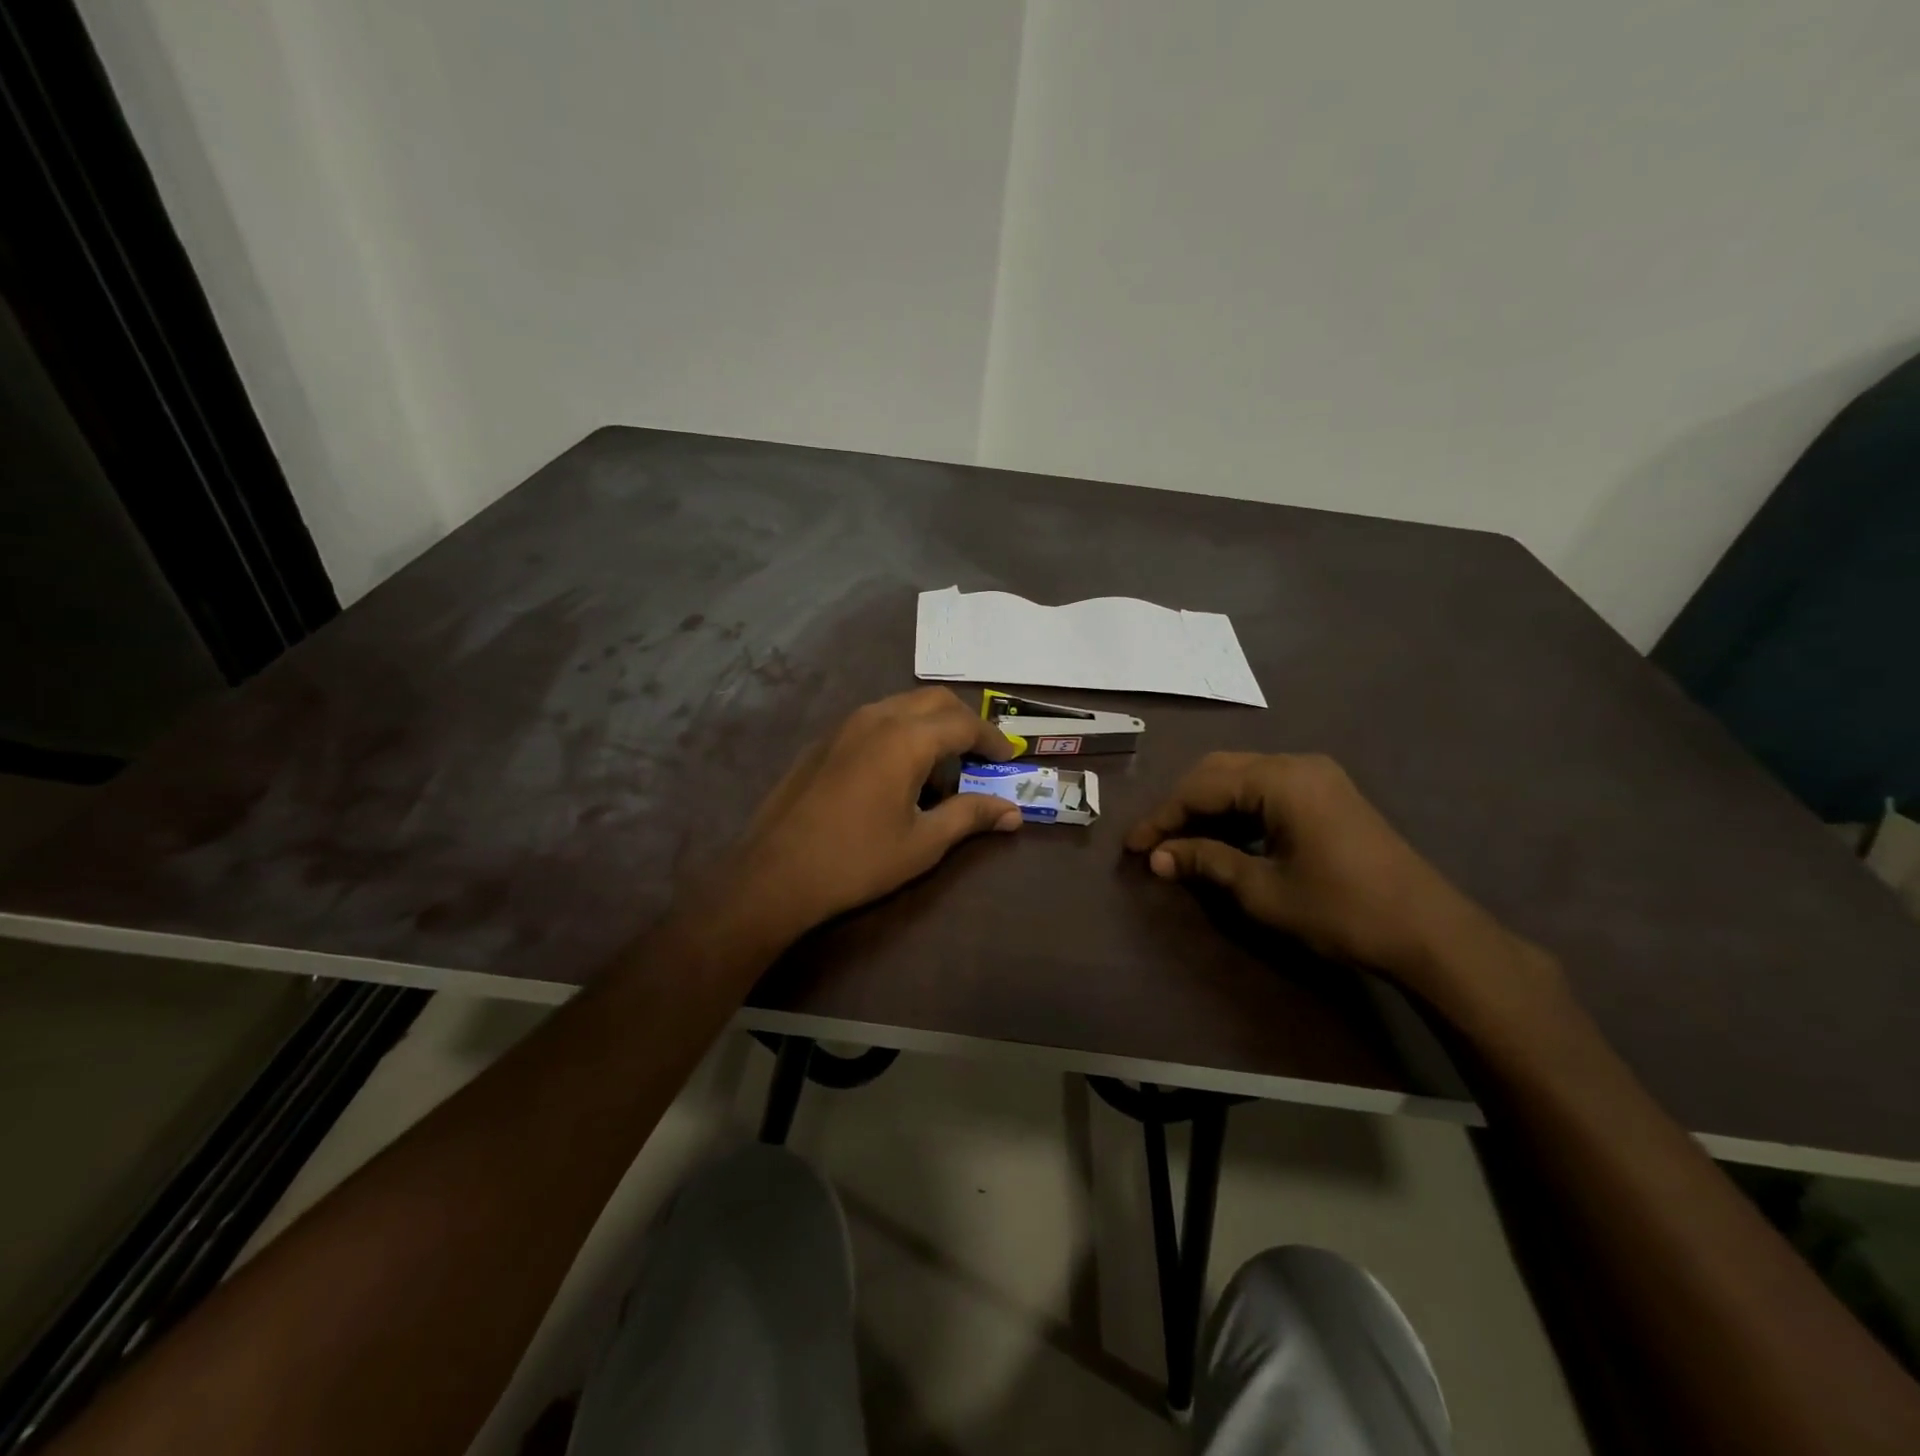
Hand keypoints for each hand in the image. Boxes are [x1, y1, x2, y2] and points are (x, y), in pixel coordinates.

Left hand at [732, 688, 1021, 942]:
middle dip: (964, 721)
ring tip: (943, 763)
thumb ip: (970, 817)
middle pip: (934, 701)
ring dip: (930, 724)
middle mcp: (876, 718)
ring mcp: (844, 726)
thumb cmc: (857, 860)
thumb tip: (1012, 812)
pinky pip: (874, 720)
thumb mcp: (923, 842)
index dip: (992, 739)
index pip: (964, 723)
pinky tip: (898, 770)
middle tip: (980, 754)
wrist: (775, 873)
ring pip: (901, 705)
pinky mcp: (823, 741)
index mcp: (906, 738)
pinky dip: (900, 731)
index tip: (1009, 758)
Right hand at [1125, 752, 1551, 999]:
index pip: (1201, 788)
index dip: (1161, 817)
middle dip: (1182, 806)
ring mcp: (1317, 776)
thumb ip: (1206, 862)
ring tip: (1182, 843)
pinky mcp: (1329, 793)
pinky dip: (1238, 810)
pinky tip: (1225, 838)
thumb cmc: (1341, 910)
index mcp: (1280, 780)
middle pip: (1219, 771)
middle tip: (1155, 843)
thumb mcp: (1263, 890)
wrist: (1429, 932)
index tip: (1131, 846)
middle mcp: (1296, 764)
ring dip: (1208, 807)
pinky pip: (1267, 789)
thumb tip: (1156, 856)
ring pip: (1242, 777)